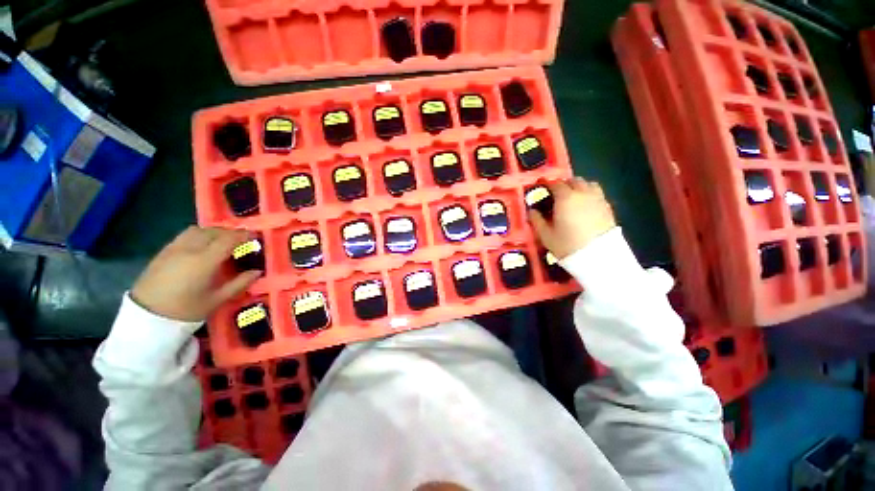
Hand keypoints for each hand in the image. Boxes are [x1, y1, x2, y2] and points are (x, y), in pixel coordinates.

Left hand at [131, 226, 261, 321]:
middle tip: (242, 240)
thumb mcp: (217, 300)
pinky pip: (186, 235)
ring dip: (214, 232)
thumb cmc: (185, 309)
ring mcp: (174, 248)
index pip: (229, 239)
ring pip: (198, 230)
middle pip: (214, 231)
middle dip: (230, 233)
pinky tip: (202, 246)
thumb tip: (257, 272)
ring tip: (222, 241)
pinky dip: (200, 235)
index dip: (244, 235)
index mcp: (205, 261)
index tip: (255, 236)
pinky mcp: (164, 251)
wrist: (146, 317)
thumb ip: (239, 283)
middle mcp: (190, 249)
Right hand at [528, 177, 615, 258]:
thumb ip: (537, 220)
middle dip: (563, 184)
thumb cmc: (567, 245)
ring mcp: (597, 198)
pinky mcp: (607, 207)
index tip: (541, 186)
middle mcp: (582, 193)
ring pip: (588, 184)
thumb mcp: (546, 235)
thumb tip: (531, 210)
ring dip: (579, 187)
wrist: (598, 257)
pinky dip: (589, 194)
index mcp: (565, 198)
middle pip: (573, 180)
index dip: (547, 184)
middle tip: (556, 194)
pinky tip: (585, 206)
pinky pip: (597, 194)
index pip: (555, 184)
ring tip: (573, 197)